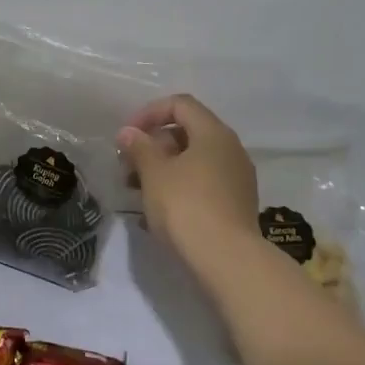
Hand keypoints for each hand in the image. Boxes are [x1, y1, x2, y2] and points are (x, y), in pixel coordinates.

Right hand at [117, 94, 259, 268]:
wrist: (226, 260)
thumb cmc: (185, 206)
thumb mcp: (154, 173)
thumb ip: (139, 148)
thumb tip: (129, 132)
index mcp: (213, 133)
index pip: (180, 104)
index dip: (149, 113)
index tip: (127, 136)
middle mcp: (231, 150)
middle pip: (187, 133)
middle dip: (153, 145)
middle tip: (128, 166)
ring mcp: (237, 179)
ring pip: (194, 161)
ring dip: (162, 169)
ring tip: (136, 191)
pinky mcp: (236, 205)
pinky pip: (202, 185)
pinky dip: (178, 188)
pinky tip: (155, 212)